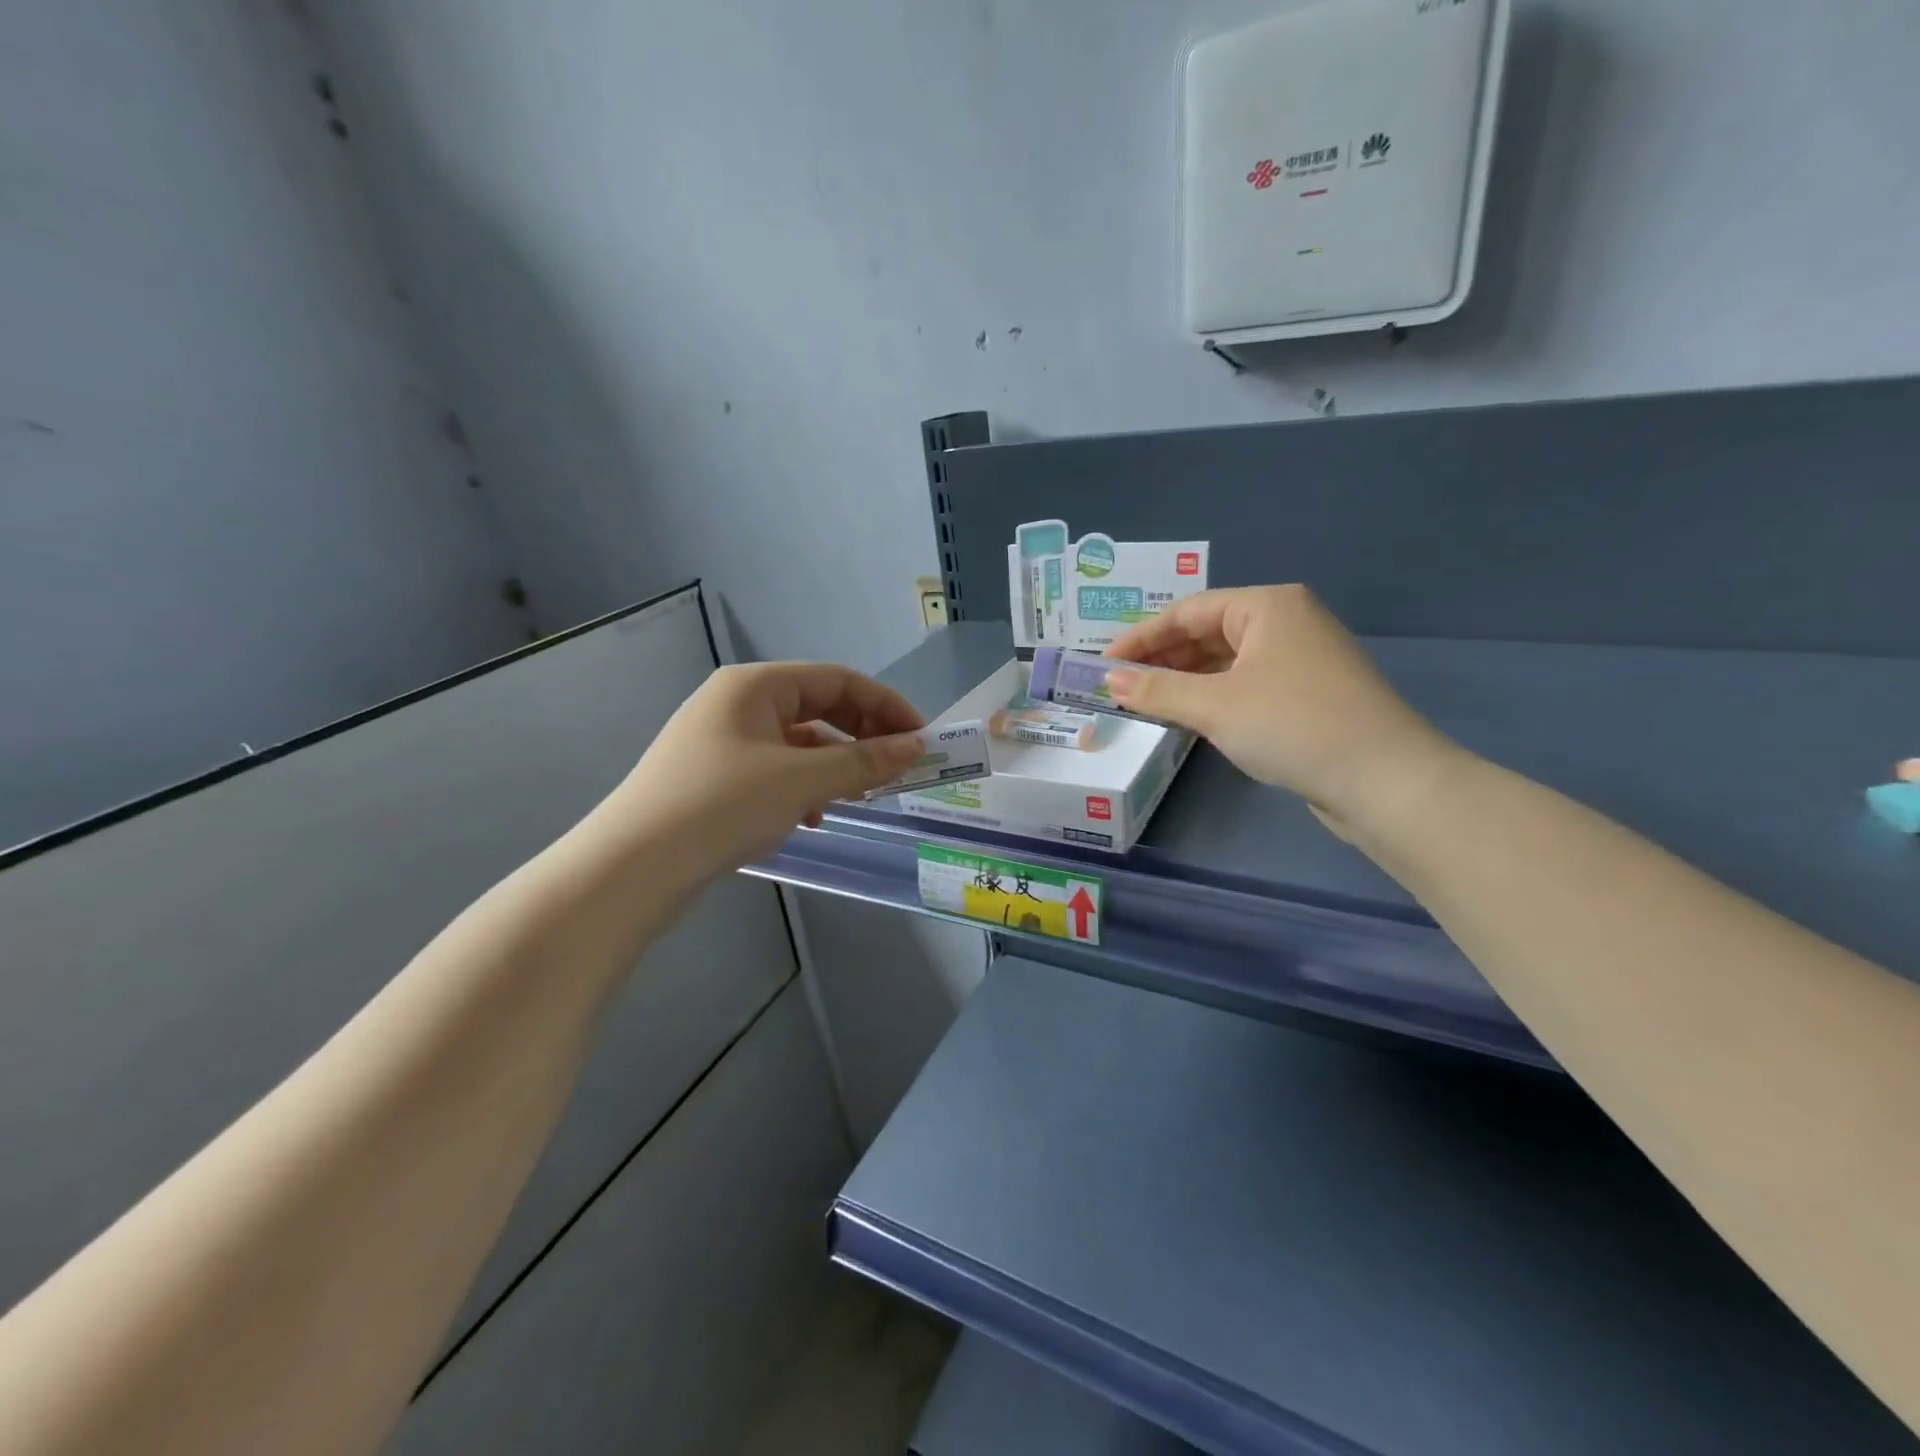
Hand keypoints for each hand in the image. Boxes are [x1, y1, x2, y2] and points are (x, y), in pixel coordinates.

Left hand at [600, 662, 925, 879]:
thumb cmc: (721, 806)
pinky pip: (775, 770)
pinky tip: (811, 818)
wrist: (632, 868)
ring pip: (798, 743)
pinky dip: (803, 787)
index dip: (885, 706)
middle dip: (861, 737)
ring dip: (834, 766)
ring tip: (856, 798)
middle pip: (818, 708)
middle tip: (894, 769)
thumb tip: (915, 748)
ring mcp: (722, 740)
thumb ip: (863, 762)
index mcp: (755, 685)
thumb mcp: (801, 781)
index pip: (837, 679)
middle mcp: (737, 703)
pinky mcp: (714, 777)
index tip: (920, 739)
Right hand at [1104, 585, 1463, 836]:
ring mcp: (1302, 658)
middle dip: (1162, 658)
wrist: (1385, 780)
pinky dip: (1213, 696)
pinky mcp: (1310, 694)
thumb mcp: (1215, 706)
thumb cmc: (1293, 725)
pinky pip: (1246, 683)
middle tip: (1119, 685)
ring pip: (1227, 660)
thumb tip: (1109, 680)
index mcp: (1268, 606)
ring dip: (1185, 679)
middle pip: (1208, 632)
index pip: (1188, 611)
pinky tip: (1190, 716)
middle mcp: (1287, 622)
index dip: (1141, 637)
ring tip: (1146, 701)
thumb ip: (1157, 690)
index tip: (1104, 664)